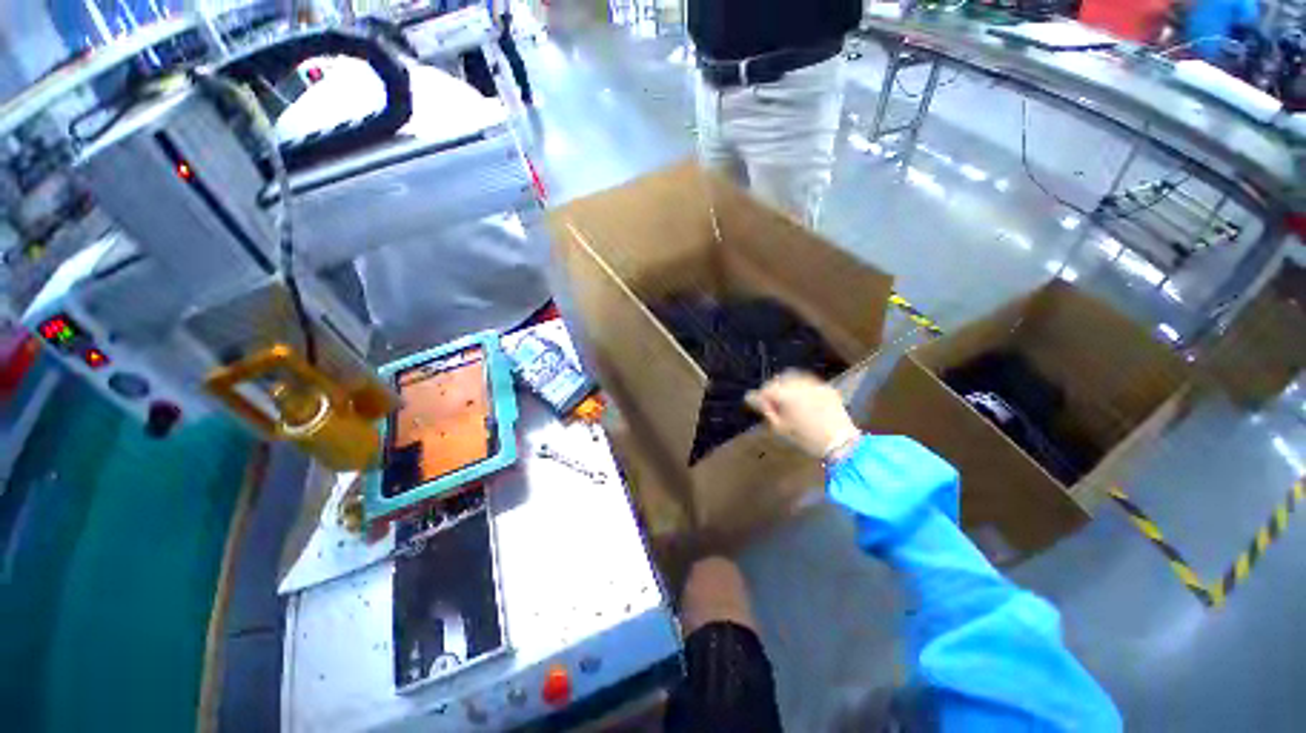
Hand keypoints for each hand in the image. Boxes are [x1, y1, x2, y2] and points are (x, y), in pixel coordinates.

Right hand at [745, 371, 860, 459]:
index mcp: (787, 395)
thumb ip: (766, 410)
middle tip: (773, 404)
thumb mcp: (781, 428)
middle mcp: (800, 385)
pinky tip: (803, 401)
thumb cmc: (807, 439)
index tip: (760, 406)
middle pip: (779, 379)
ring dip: (786, 386)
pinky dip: (801, 388)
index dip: (759, 397)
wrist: (841, 444)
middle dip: (773, 389)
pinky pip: (808, 382)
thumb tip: (752, 398)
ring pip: (794, 378)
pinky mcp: (827, 388)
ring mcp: (815, 385)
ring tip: (788, 401)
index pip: (765, 389)